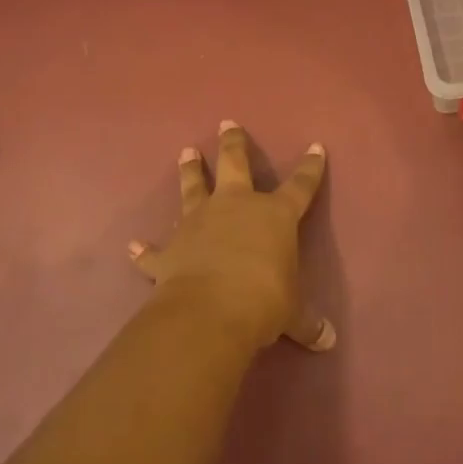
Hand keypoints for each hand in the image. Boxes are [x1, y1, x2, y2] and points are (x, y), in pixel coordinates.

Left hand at [127, 120, 334, 353]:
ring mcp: (199, 223)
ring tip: (186, 152)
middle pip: (235, 164)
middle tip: (227, 123)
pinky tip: (134, 246)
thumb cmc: (264, 300)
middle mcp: (235, 207)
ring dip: (190, 171)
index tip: (315, 147)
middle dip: (233, 143)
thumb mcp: (292, 313)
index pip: (300, 185)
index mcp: (274, 215)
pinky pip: (155, 250)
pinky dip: (146, 250)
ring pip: (193, 188)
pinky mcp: (170, 250)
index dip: (310, 168)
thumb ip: (307, 322)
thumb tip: (328, 341)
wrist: (210, 311)